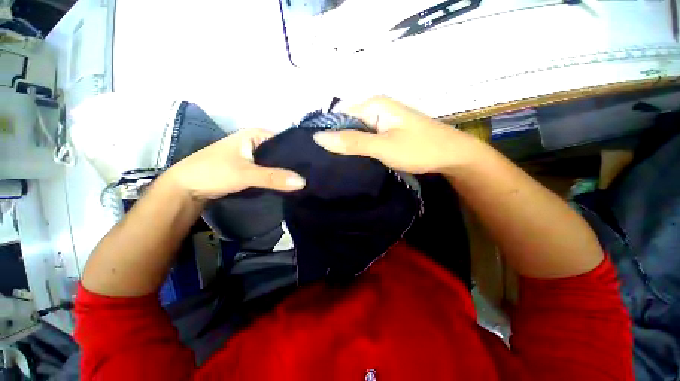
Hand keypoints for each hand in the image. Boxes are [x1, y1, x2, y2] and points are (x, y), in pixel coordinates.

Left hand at [164, 129, 305, 200]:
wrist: (186, 189)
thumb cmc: (212, 172)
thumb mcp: (245, 173)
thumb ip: (274, 177)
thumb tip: (303, 182)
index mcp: (256, 135)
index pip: (286, 140)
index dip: (300, 151)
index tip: (315, 163)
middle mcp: (257, 143)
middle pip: (282, 153)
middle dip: (296, 164)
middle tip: (314, 174)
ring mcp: (255, 157)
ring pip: (277, 163)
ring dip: (288, 172)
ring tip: (308, 179)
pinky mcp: (252, 169)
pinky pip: (271, 172)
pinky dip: (279, 178)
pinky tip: (292, 184)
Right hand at [313, 97, 479, 173]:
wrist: (452, 155)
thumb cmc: (418, 149)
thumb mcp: (382, 147)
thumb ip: (351, 142)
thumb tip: (318, 137)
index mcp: (373, 104)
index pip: (338, 113)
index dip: (326, 130)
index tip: (316, 151)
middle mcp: (375, 108)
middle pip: (346, 121)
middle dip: (335, 139)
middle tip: (324, 160)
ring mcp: (382, 120)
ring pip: (355, 130)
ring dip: (346, 144)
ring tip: (333, 162)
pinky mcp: (387, 131)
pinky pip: (365, 137)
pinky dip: (358, 147)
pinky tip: (352, 159)